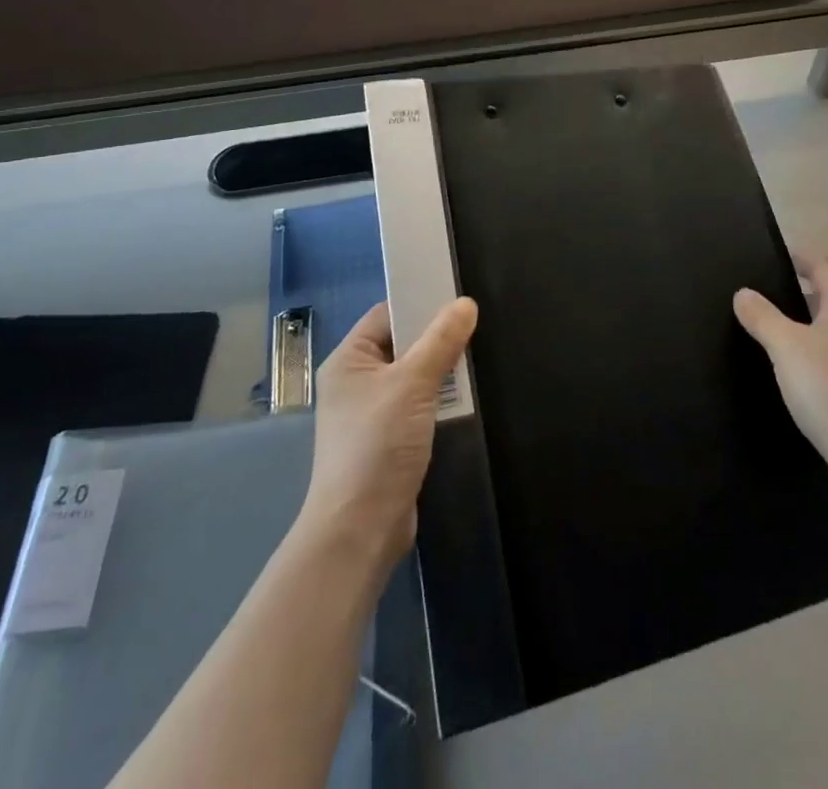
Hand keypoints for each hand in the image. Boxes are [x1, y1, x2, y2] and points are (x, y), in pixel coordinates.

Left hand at [301, 298, 477, 565]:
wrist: (360, 529)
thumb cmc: (377, 445)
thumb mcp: (412, 384)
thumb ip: (441, 340)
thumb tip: (465, 304)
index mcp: (349, 359)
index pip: (388, 314)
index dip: (421, 303)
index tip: (460, 298)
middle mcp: (357, 380)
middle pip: (404, 343)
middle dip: (438, 338)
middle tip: (477, 327)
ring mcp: (373, 411)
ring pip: (415, 374)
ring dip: (443, 370)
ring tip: (477, 359)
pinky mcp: (390, 438)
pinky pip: (419, 403)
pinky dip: (440, 399)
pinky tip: (467, 396)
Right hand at [734, 255, 827, 481]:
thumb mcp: (784, 346)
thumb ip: (762, 316)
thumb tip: (743, 293)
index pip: (824, 265)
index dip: (800, 256)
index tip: (775, 253)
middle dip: (802, 288)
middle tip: (766, 289)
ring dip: (810, 319)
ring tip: (777, 326)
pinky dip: (819, 346)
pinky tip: (799, 364)